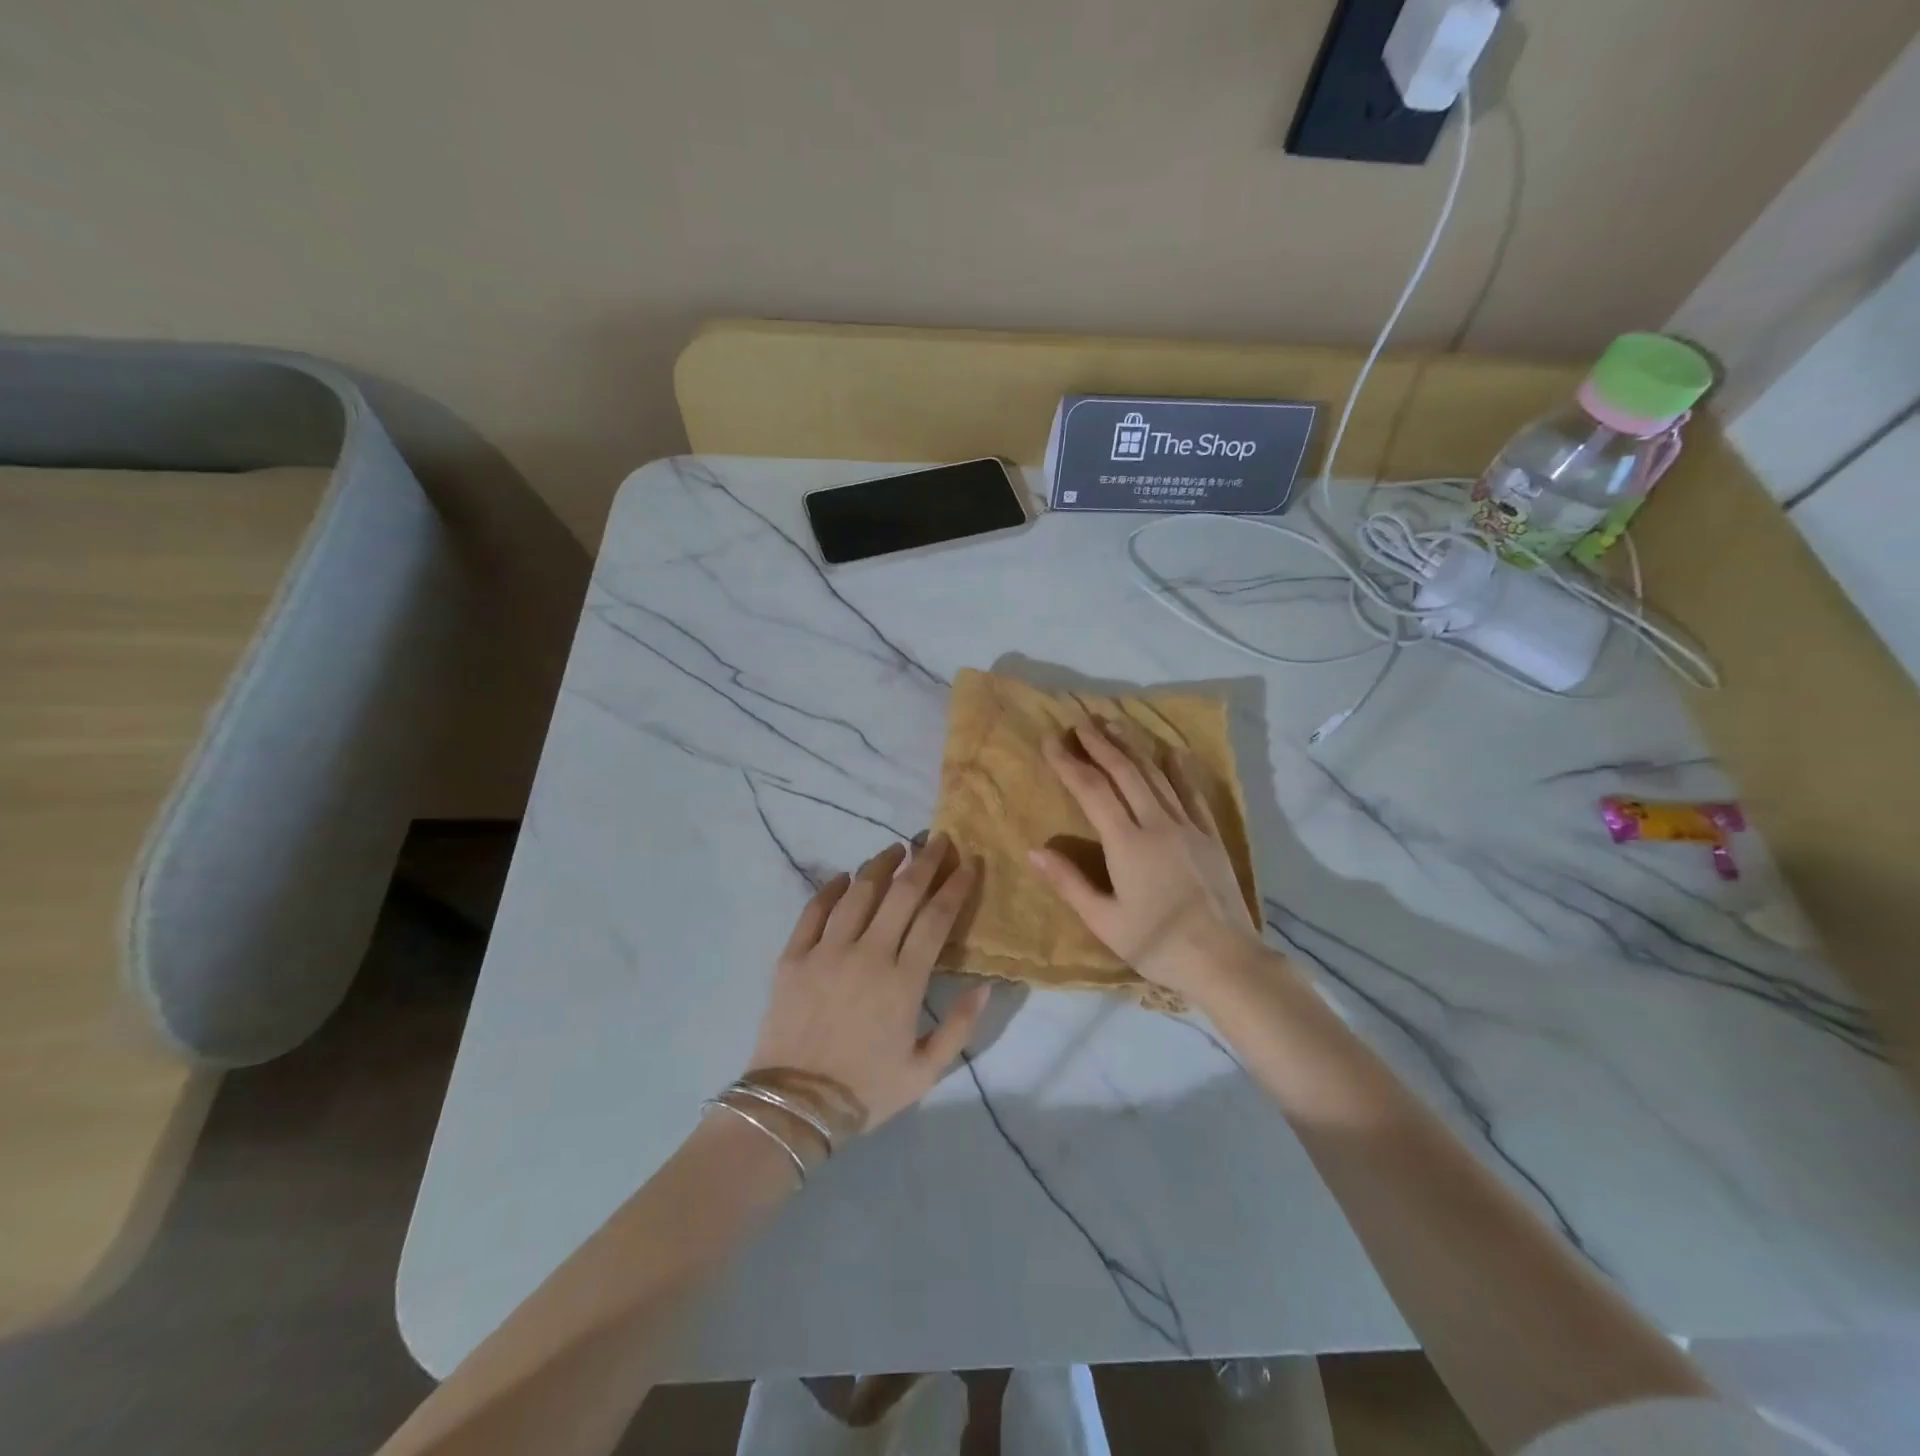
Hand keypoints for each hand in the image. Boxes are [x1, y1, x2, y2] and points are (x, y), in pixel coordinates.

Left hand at [746, 835, 989, 1142]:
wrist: (792, 1107)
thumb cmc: (865, 1091)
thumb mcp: (925, 1072)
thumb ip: (960, 1027)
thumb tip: (987, 985)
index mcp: (903, 982)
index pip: (935, 919)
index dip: (955, 887)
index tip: (969, 863)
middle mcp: (867, 955)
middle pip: (901, 894)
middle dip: (924, 862)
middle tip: (938, 840)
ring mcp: (826, 952)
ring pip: (858, 892)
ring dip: (880, 865)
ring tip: (896, 850)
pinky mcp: (793, 956)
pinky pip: (814, 910)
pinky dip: (831, 888)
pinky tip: (844, 877)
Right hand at [1028, 720, 1263, 998]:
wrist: (1225, 960)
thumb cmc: (1157, 944)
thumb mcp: (1105, 922)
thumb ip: (1069, 883)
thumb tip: (1034, 851)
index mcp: (1127, 844)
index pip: (1092, 790)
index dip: (1069, 762)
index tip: (1051, 740)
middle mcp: (1157, 824)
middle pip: (1125, 772)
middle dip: (1100, 744)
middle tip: (1080, 722)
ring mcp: (1188, 827)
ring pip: (1156, 775)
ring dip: (1132, 747)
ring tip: (1113, 725)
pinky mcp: (1211, 836)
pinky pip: (1193, 794)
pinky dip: (1180, 771)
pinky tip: (1173, 753)